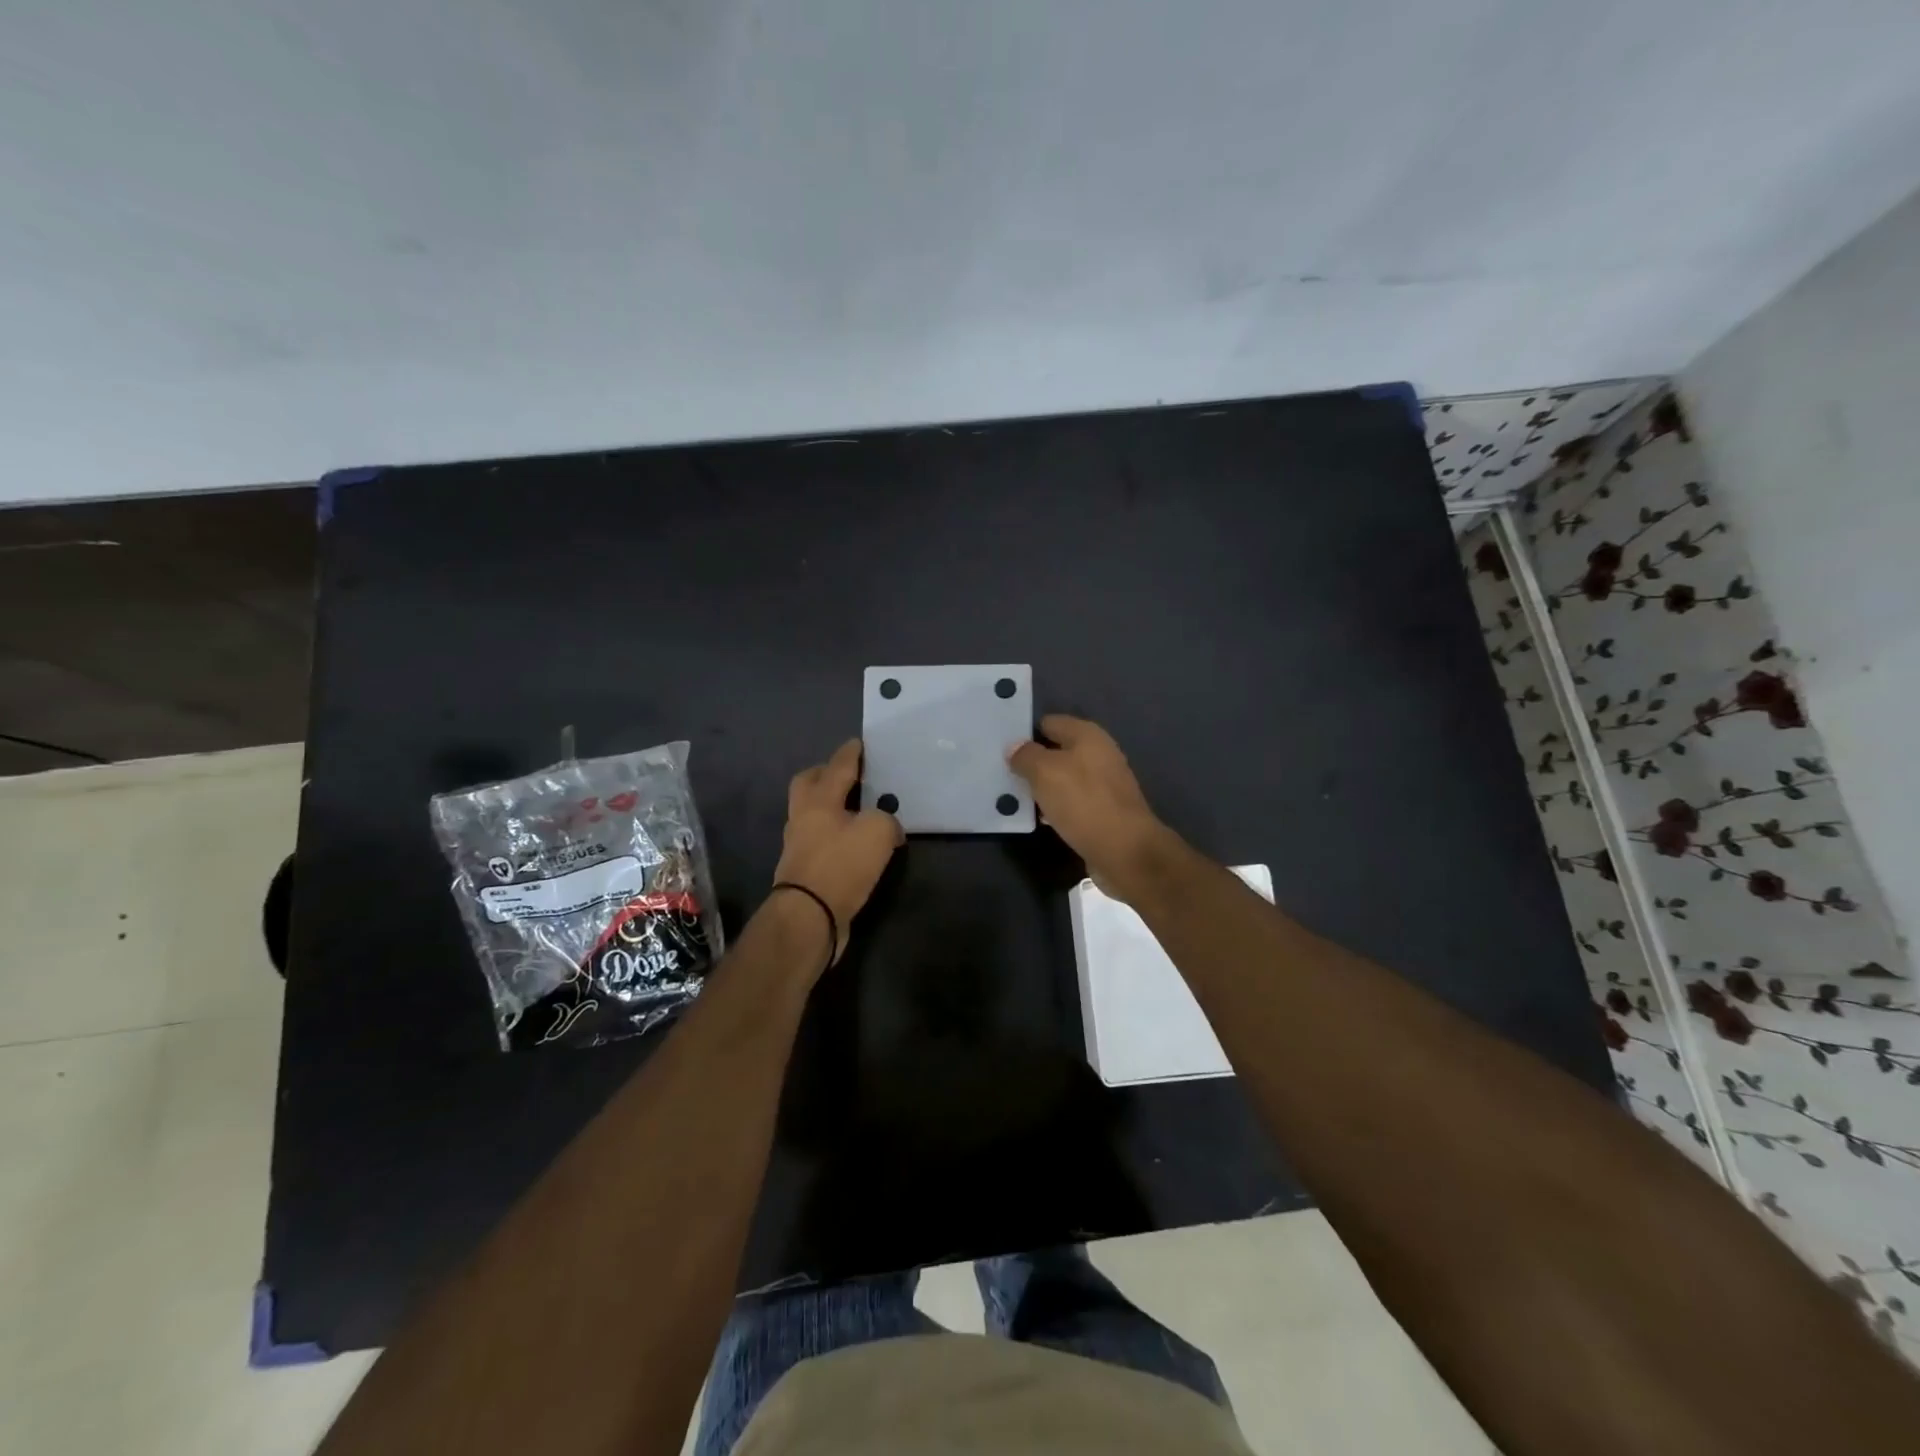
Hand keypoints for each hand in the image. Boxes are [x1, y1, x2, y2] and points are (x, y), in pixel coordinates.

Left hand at [772, 739, 902, 962]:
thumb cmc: (841, 865)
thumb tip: (888, 829)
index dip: (850, 753)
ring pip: (813, 813)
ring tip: (858, 810)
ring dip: (831, 807)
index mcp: (819, 800)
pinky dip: (835, 835)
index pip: (838, 767)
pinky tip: (854, 843)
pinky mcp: (804, 870)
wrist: (809, 917)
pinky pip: (820, 840)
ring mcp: (799, 844)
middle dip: (826, 775)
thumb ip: (887, 820)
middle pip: (809, 784)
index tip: (859, 743)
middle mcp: (804, 817)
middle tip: (849, 775)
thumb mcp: (878, 833)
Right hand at [1008, 715, 1174, 899]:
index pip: (1050, 723)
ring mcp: (1104, 785)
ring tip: (1014, 796)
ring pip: (1063, 779)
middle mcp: (1099, 755)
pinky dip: (1056, 807)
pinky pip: (1072, 802)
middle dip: (1033, 762)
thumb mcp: (1045, 772)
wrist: (1125, 851)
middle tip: (1003, 773)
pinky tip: (1040, 818)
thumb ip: (1026, 756)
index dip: (1026, 732)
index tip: (1002, 748)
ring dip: (1042, 787)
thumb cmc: (1083, 802)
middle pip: (1057, 751)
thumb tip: (1015, 747)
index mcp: (1088, 735)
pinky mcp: (1104, 811)